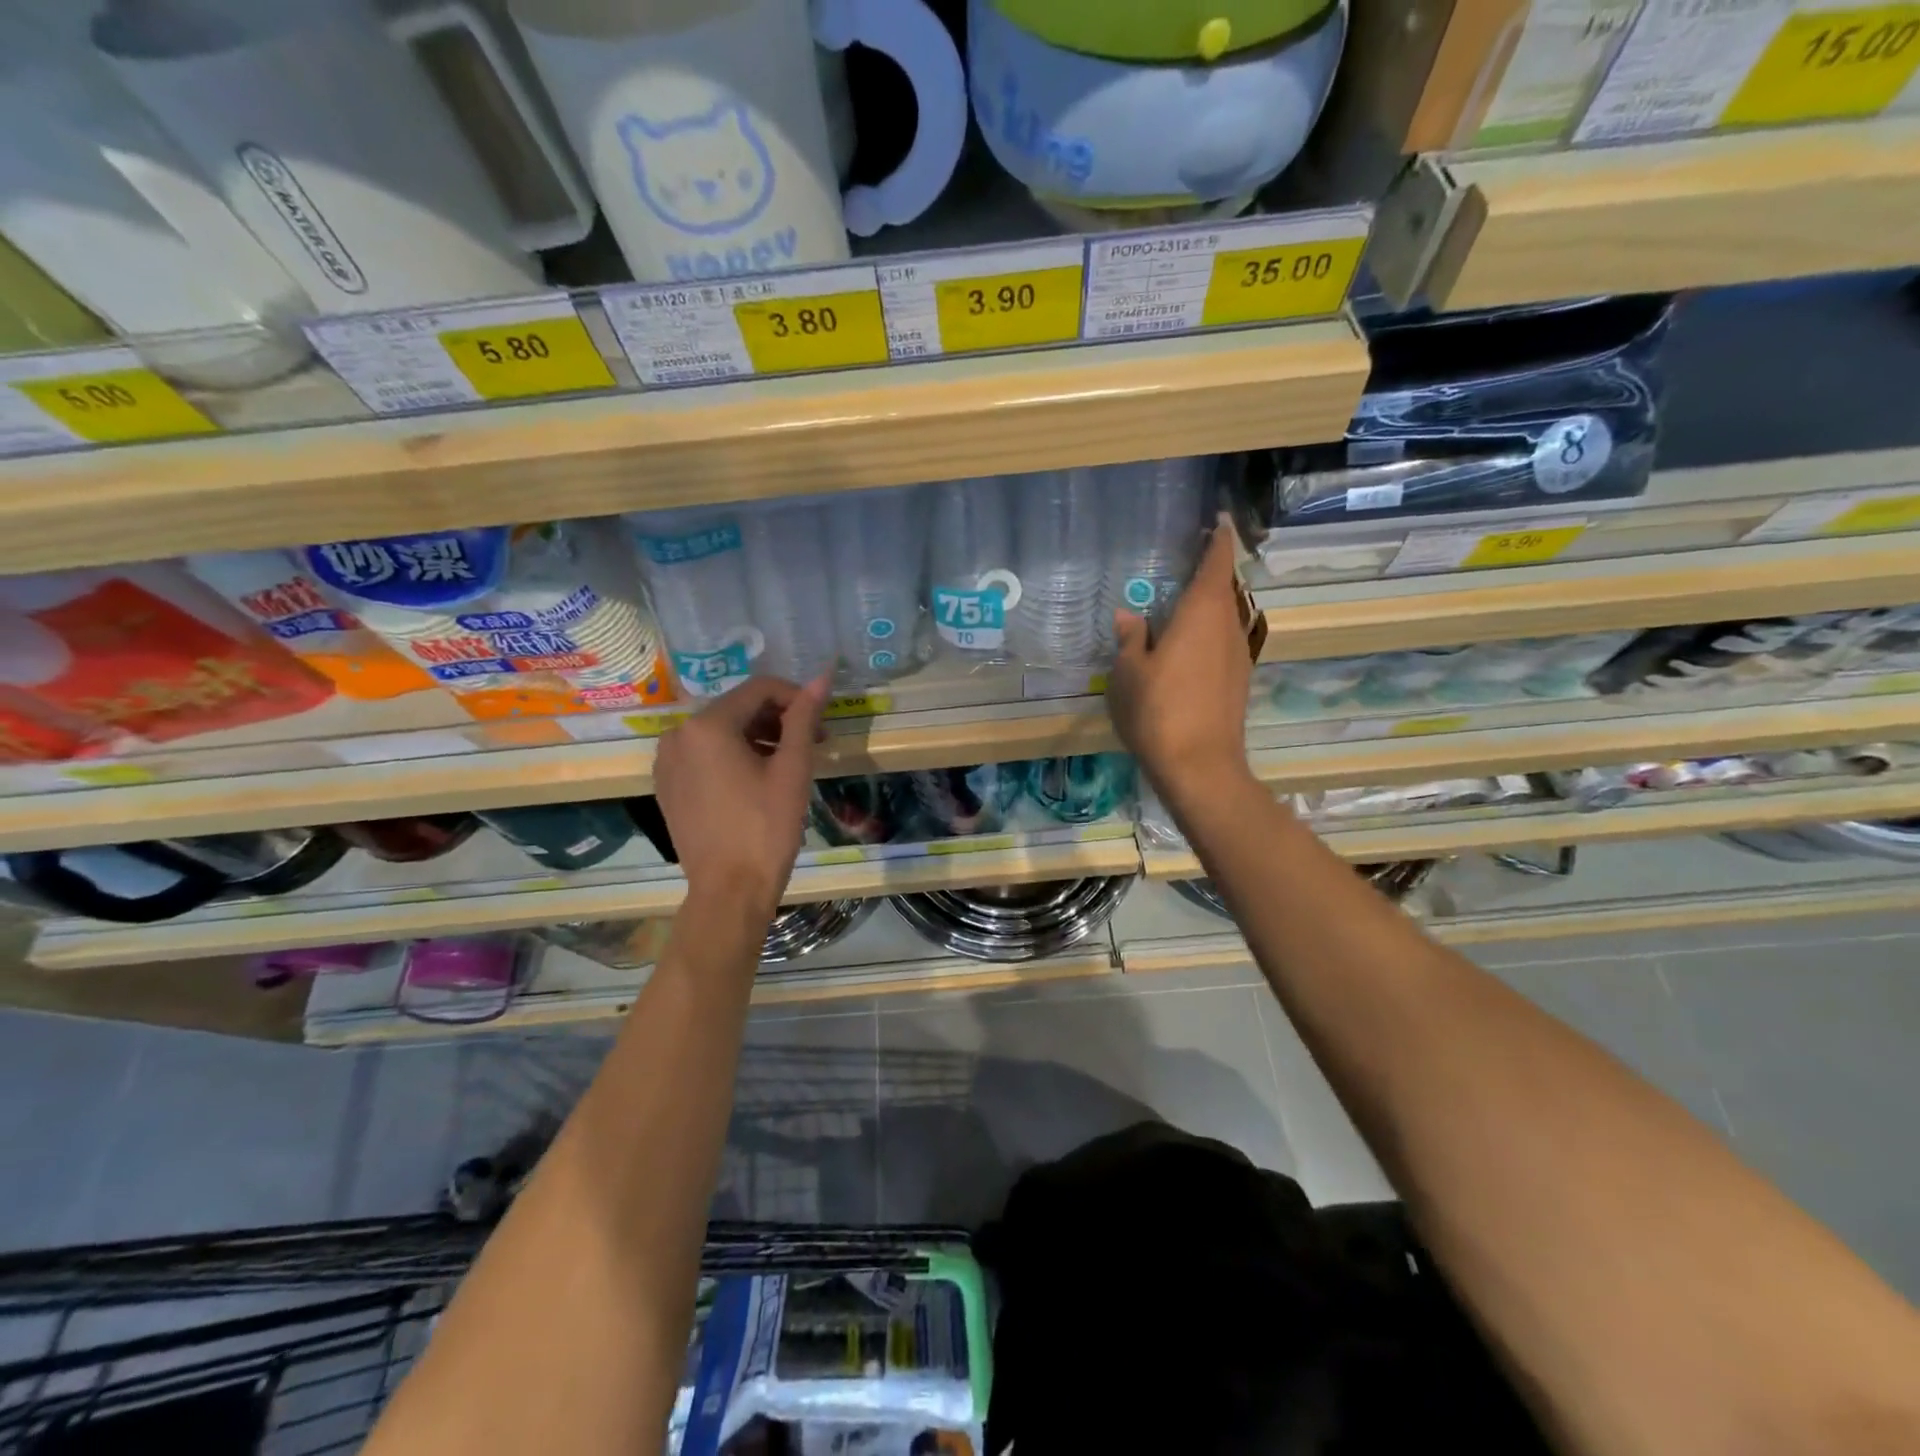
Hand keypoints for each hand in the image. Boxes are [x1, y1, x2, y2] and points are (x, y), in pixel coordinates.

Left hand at [653, 674, 828, 909]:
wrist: (729, 890)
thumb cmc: (766, 828)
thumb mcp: (792, 769)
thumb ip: (804, 717)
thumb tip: (823, 676)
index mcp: (707, 725)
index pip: (760, 689)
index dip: (796, 698)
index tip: (821, 723)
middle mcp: (678, 734)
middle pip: (738, 708)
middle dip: (778, 720)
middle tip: (812, 744)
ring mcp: (667, 761)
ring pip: (721, 732)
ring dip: (758, 738)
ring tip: (788, 765)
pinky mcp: (667, 785)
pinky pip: (704, 755)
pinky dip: (733, 757)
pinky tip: (757, 782)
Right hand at [1107, 521, 1254, 808]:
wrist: (1199, 766)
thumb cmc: (1158, 711)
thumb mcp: (1128, 673)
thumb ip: (1131, 639)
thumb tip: (1130, 617)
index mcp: (1202, 613)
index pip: (1218, 561)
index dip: (1219, 539)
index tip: (1217, 521)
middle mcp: (1229, 626)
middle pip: (1225, 588)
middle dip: (1209, 573)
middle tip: (1183, 564)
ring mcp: (1239, 655)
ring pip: (1226, 617)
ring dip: (1208, 607)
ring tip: (1179, 607)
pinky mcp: (1238, 681)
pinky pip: (1223, 642)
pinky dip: (1208, 634)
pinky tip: (1185, 649)